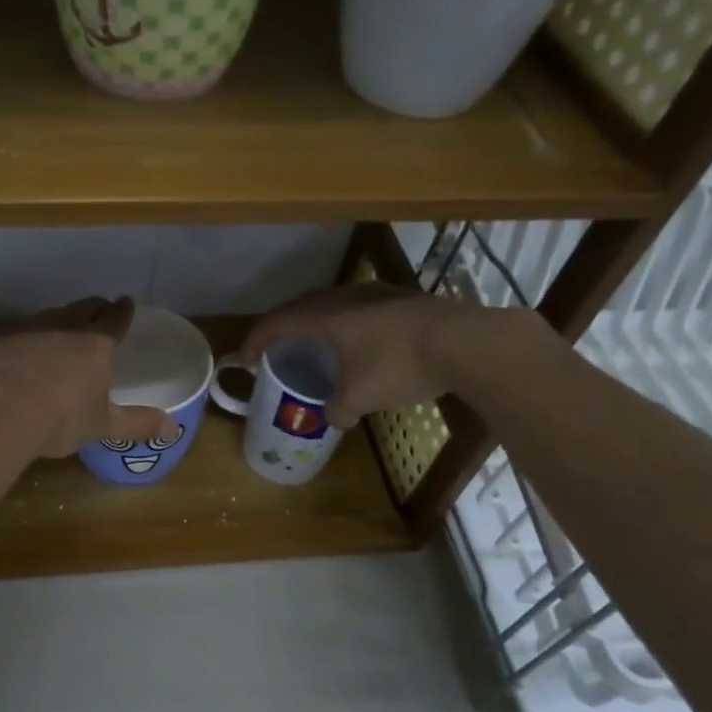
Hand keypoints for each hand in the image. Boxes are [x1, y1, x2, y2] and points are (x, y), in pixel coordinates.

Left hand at [0, 297, 173, 457]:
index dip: (123, 311)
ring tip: (61, 330)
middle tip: (99, 310)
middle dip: (94, 307)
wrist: (0, 414)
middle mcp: (65, 326)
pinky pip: (17, 330)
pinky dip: (24, 336)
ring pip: (50, 314)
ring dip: (60, 319)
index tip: (126, 303)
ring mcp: (29, 327)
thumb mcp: (104, 426)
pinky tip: (20, 349)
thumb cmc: (61, 419)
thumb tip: (174, 428)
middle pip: (84, 308)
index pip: (116, 318)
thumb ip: (138, 424)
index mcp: (96, 345)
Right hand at [238, 283, 553, 427]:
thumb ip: (338, 408)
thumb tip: (332, 417)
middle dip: (285, 327)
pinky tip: (361, 344)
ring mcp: (379, 294)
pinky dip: (348, 325)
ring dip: (319, 323)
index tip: (245, 359)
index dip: (256, 341)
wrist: (467, 342)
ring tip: (317, 345)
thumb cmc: (400, 364)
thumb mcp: (361, 396)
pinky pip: (361, 309)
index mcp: (326, 315)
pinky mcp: (405, 300)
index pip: (277, 323)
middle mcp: (347, 297)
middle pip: (303, 307)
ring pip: (335, 304)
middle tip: (277, 348)